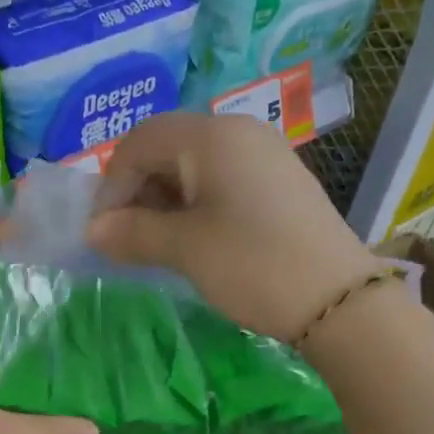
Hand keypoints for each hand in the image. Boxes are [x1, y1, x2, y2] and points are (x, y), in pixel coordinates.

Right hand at [88, 113, 384, 340]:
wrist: (340, 301)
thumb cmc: (253, 265)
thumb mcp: (185, 249)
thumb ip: (133, 233)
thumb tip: (93, 232)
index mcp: (211, 136)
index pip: (139, 142)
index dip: (111, 185)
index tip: (102, 232)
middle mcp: (239, 132)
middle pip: (167, 148)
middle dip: (137, 191)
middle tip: (126, 240)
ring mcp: (264, 154)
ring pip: (194, 166)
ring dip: (164, 201)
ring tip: (157, 245)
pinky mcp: (279, 181)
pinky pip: (222, 180)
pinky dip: (195, 205)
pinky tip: (194, 239)